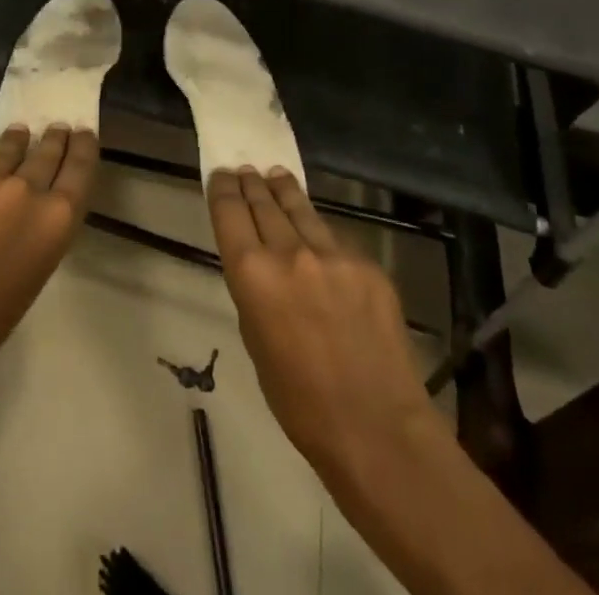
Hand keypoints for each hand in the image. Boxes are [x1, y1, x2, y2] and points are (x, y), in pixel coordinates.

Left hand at [0, 125, 98, 399]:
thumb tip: (26, 216)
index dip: (84, 148)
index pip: (79, 170)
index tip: (85, 132)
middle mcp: (24, 191)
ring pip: (6, 150)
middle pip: (45, 153)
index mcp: (53, 222)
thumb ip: (34, 236)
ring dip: (17, 142)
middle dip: (53, 139)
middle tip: (58, 127)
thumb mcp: (28, 281)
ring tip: (20, 133)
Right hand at [208, 168, 444, 497]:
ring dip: (284, 191)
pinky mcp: (366, 264)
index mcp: (252, 274)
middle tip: (246, 169)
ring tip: (277, 175)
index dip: (223, 188)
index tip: (221, 174)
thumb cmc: (300, 401)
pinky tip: (316, 232)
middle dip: (252, 183)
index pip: (230, 211)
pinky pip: (334, 239)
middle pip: (263, 202)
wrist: (377, 428)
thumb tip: (259, 264)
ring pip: (301, 209)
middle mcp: (289, 252)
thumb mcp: (255, 341)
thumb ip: (254, 291)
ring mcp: (332, 254)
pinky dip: (319, 231)